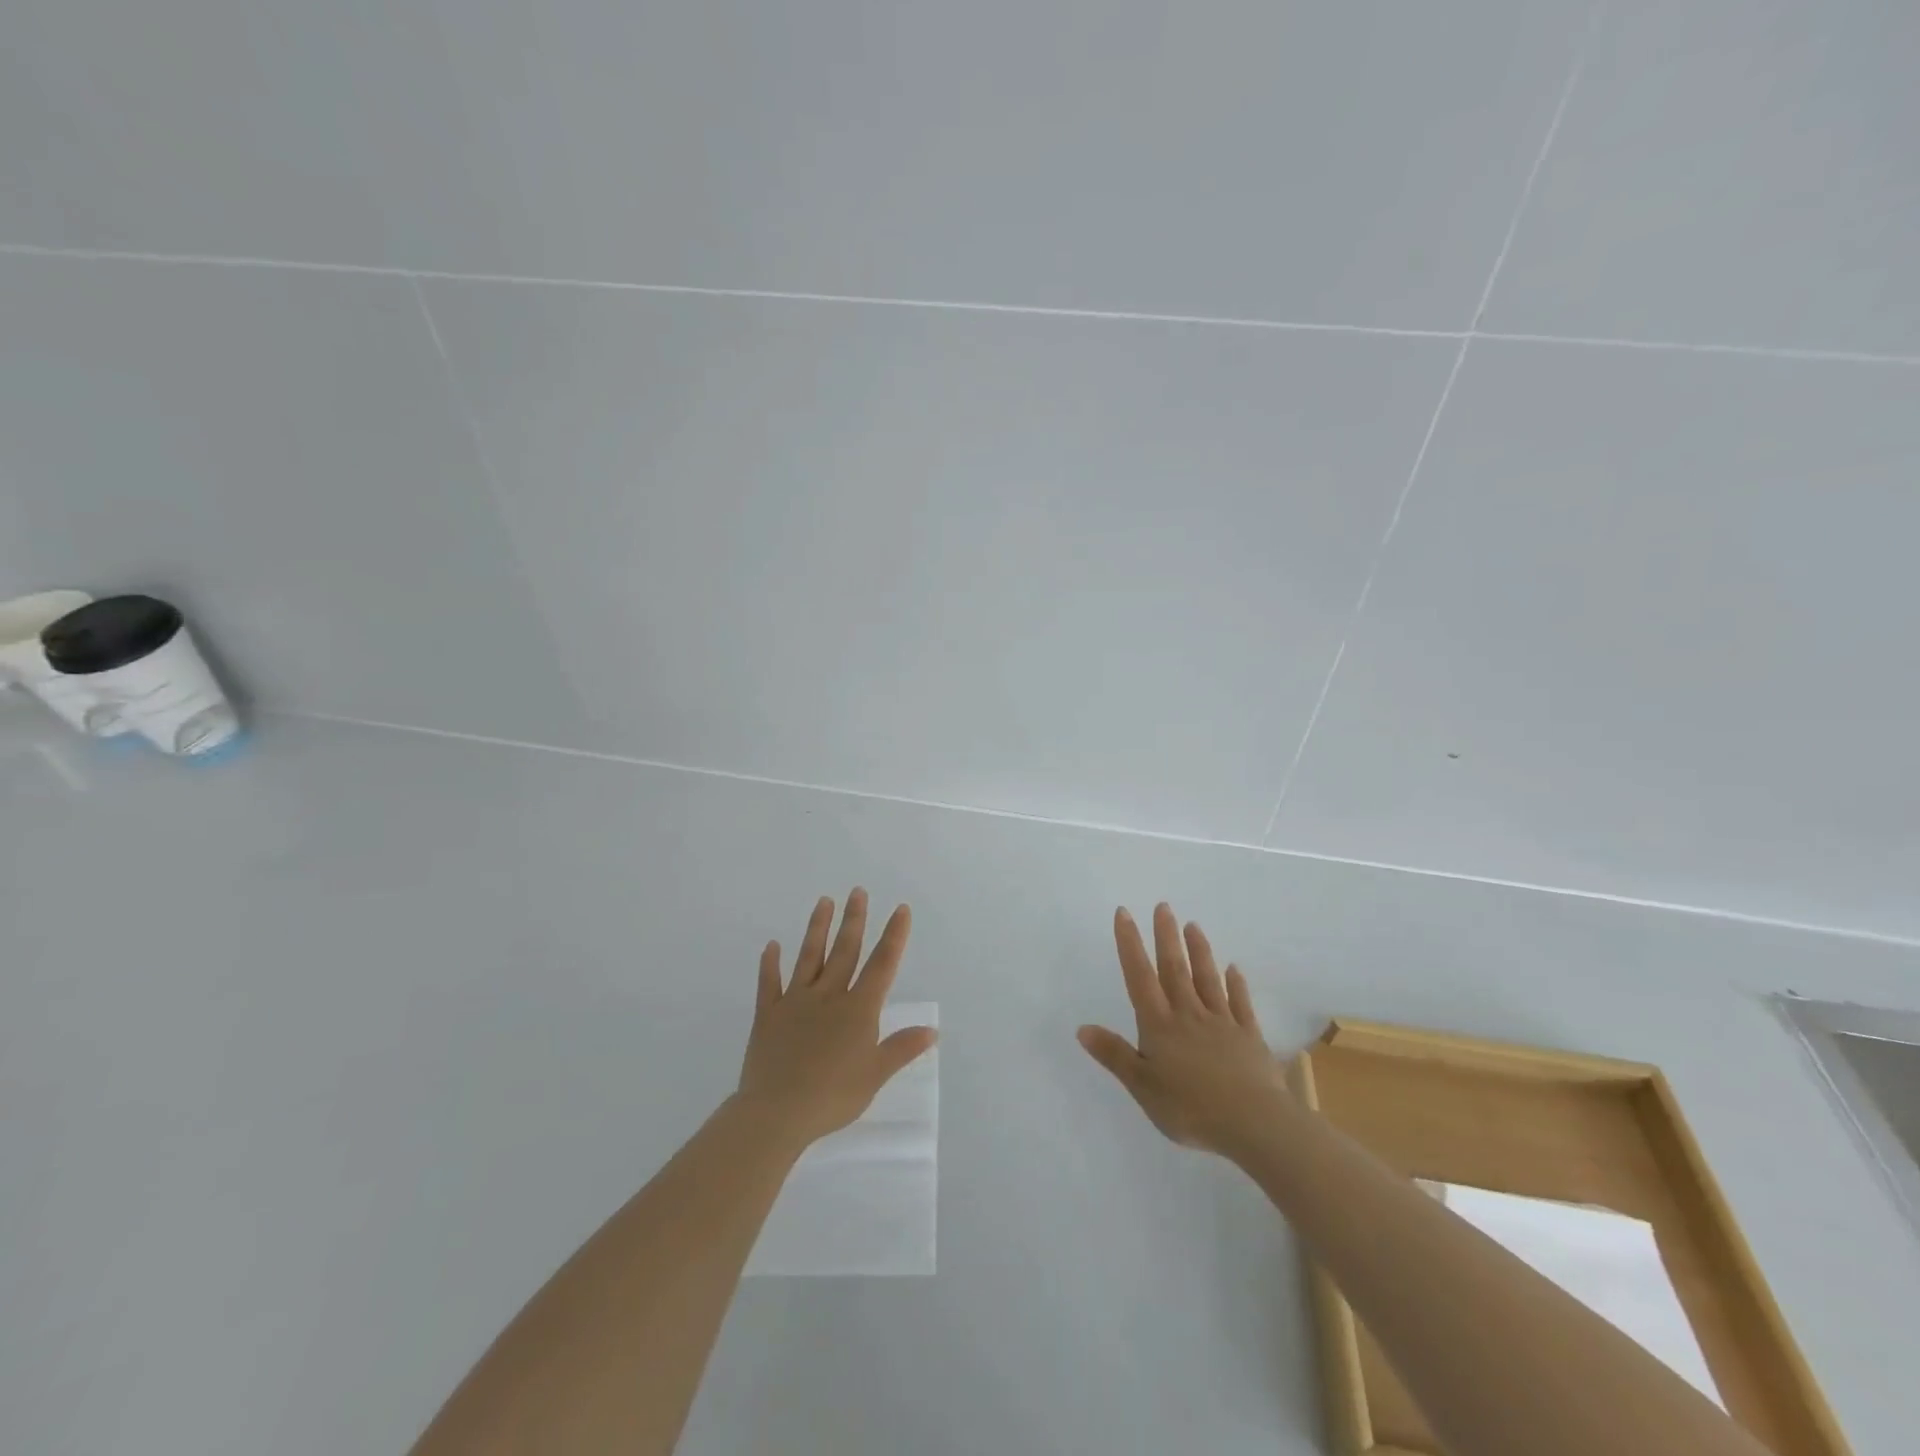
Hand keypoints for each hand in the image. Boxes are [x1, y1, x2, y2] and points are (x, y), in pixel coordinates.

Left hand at [735, 889, 937, 1149]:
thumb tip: (932, 1030)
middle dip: (854, 920)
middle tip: (858, 891)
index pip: (881, 965)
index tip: (900, 909)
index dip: (894, 936)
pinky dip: (770, 964)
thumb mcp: (875, 1075)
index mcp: (858, 1009)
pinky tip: (772, 945)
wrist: (777, 1112)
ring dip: (817, 928)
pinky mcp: (769, 1015)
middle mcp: (828, 996)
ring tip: (824, 901)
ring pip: (809, 957)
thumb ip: (901, 1049)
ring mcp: (796, 1002)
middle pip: (845, 951)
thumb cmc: (833, 1096)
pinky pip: (770, 984)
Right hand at [1079, 903, 1287, 1159]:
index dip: (1130, 944)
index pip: (1140, 976)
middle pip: (1175, 969)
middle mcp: (1189, 1014)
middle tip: (1163, 906)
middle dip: (1166, 936)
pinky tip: (1234, 969)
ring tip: (1193, 925)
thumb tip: (1082, 1028)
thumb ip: (1114, 1055)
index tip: (1124, 913)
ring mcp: (1222, 1023)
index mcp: (1160, 1025)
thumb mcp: (1142, 1087)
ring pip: (1207, 979)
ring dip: (1199, 951)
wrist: (1253, 1123)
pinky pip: (1240, 1004)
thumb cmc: (1190, 1107)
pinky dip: (1236, 984)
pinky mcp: (1249, 1037)